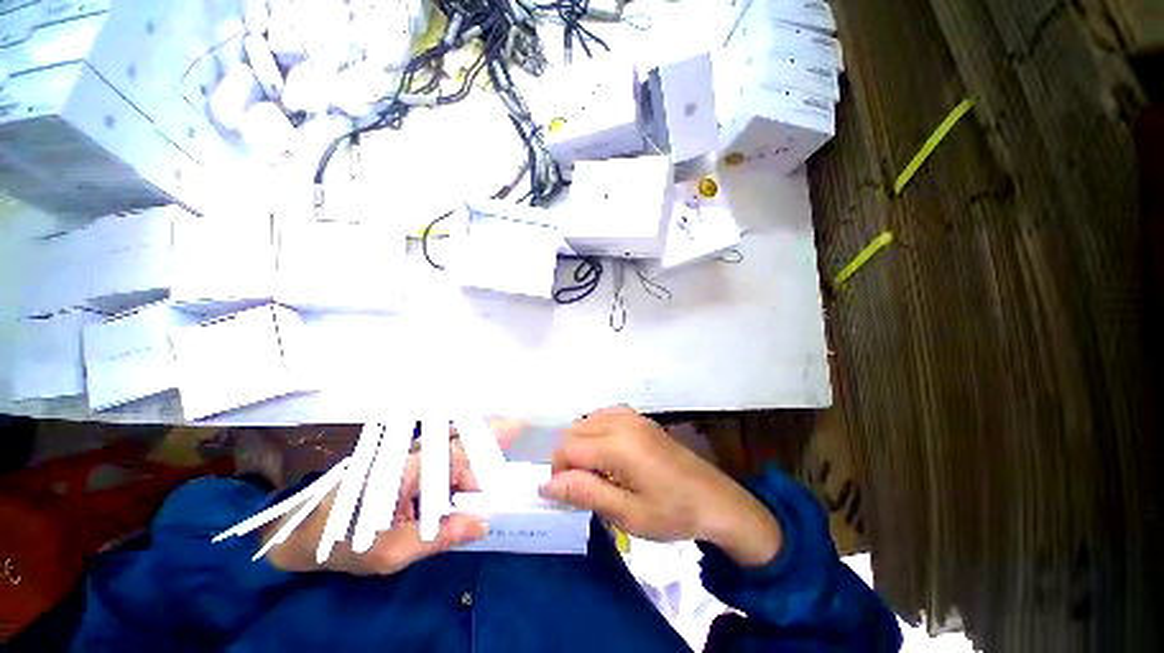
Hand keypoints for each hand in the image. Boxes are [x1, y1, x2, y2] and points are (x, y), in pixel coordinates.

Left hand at [265, 421, 519, 574]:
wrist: (303, 532)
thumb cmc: (343, 543)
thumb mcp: (390, 552)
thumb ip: (438, 537)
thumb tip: (482, 524)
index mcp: (406, 469)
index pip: (458, 460)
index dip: (480, 476)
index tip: (492, 498)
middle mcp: (412, 452)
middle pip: (462, 439)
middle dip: (490, 439)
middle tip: (518, 427)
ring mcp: (409, 453)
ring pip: (455, 438)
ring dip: (480, 439)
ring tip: (510, 428)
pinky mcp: (408, 459)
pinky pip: (445, 447)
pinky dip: (466, 447)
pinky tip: (478, 450)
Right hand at [539, 406, 782, 566]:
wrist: (716, 500)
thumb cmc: (673, 512)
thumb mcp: (628, 514)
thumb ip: (585, 493)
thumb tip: (546, 485)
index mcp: (618, 444)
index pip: (568, 448)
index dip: (558, 471)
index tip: (568, 495)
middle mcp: (621, 421)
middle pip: (573, 430)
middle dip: (567, 458)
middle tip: (583, 487)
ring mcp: (631, 416)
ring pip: (586, 421)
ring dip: (580, 445)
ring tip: (596, 473)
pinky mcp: (639, 417)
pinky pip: (602, 416)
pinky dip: (594, 433)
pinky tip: (608, 454)